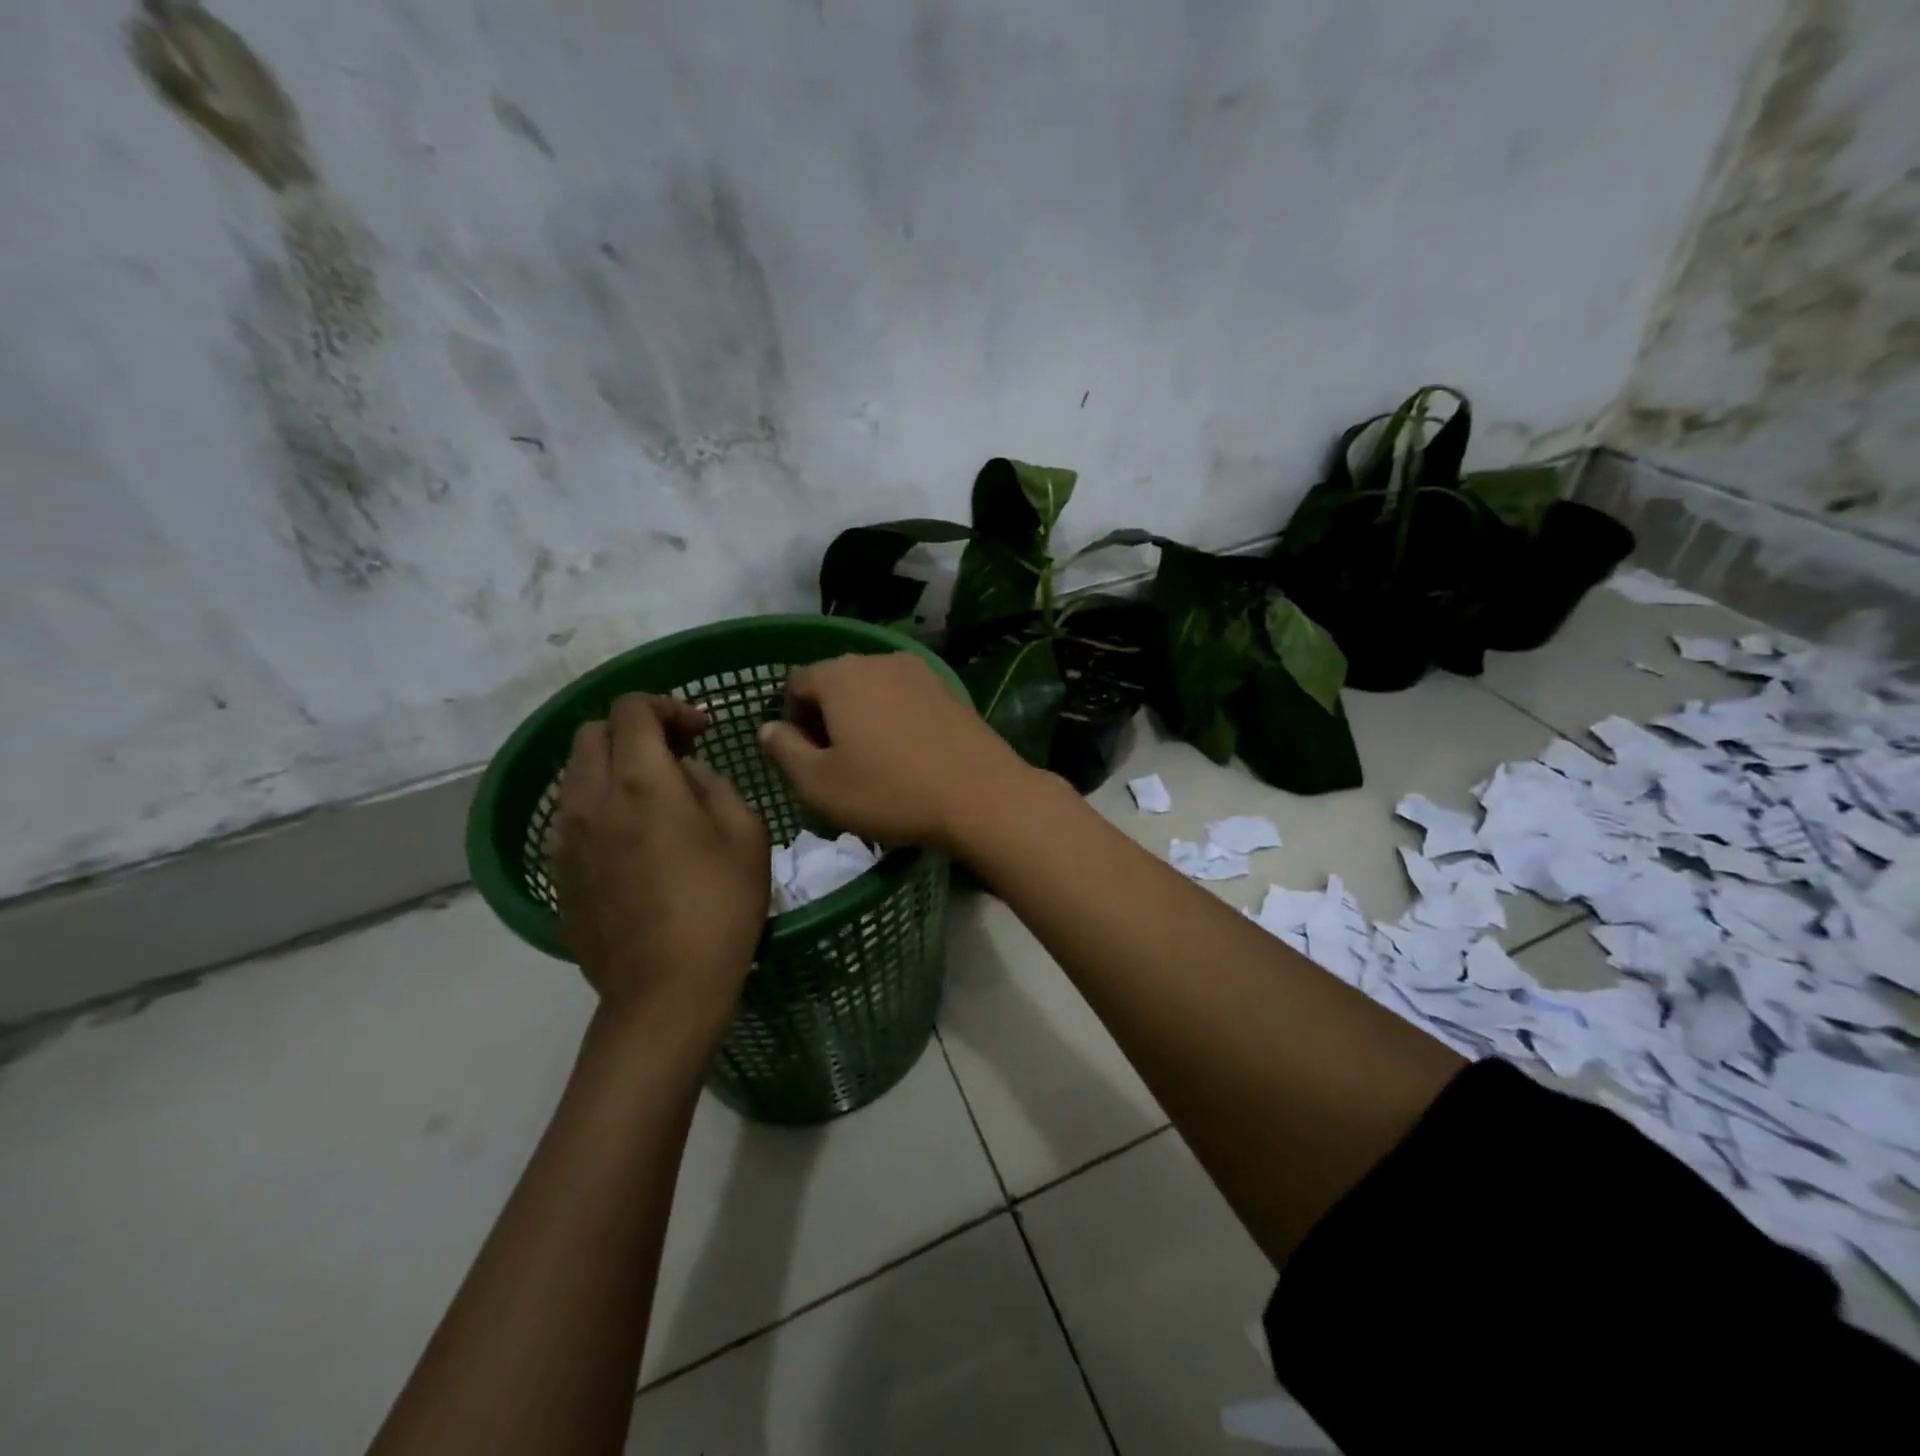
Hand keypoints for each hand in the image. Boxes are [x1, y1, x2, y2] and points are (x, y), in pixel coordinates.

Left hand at [551, 694, 768, 1032]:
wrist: (666, 989)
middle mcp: (591, 798)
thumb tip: (686, 774)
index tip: (701, 732)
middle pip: (593, 733)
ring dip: (613, 767)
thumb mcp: (745, 834)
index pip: (632, 708)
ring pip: (575, 773)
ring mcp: (565, 837)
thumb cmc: (721, 906)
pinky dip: (598, 805)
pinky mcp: (557, 872)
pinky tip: (630, 838)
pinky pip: (570, 816)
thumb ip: (714, 785)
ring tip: (653, 796)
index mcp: (642, 781)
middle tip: (676, 755)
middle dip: (635, 730)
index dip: (668, 706)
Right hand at [757, 653, 1034, 850]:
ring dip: (861, 718)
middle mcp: (878, 660)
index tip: (804, 759)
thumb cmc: (889, 792)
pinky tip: (907, 756)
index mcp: (840, 675)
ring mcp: (919, 672)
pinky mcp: (948, 690)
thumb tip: (768, 727)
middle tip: (835, 764)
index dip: (790, 719)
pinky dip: (894, 719)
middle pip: (835, 682)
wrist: (980, 795)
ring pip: (871, 690)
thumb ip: (783, 750)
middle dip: (825, 717)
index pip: (795, 683)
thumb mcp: (819, 784)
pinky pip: (904, 699)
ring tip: (872, 762)